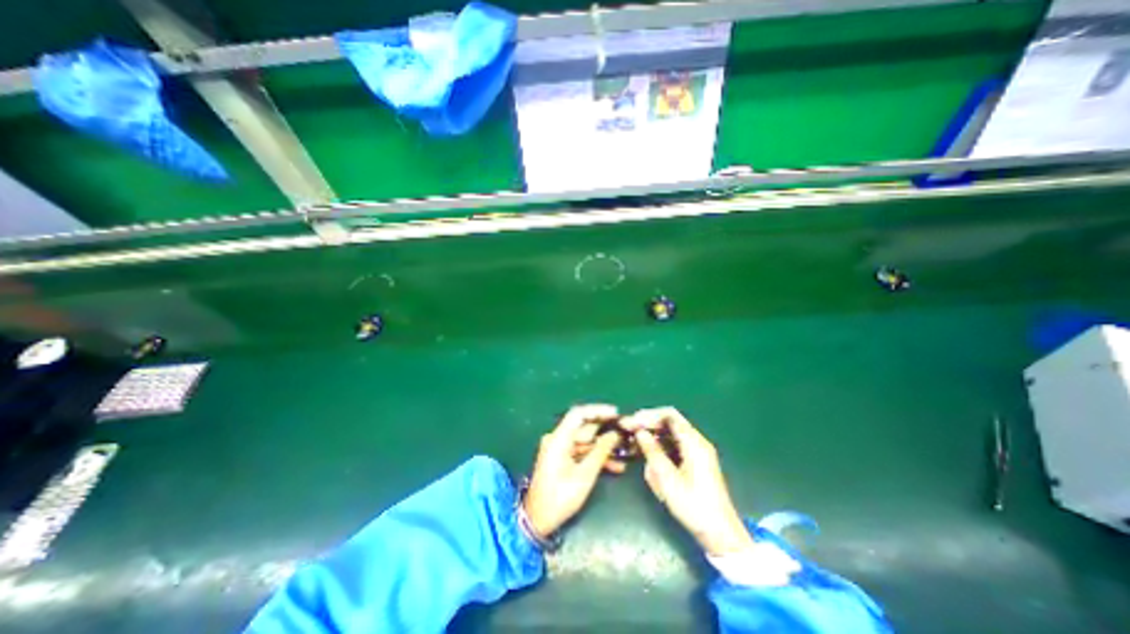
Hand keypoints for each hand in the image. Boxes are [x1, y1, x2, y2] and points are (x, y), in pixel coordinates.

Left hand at [523, 404, 620, 536]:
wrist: (537, 520)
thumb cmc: (560, 498)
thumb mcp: (584, 476)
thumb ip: (600, 452)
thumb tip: (615, 435)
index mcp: (558, 439)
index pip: (578, 414)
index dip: (598, 410)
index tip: (616, 414)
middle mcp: (557, 439)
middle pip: (584, 427)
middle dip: (605, 430)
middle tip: (625, 432)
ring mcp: (559, 449)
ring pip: (586, 441)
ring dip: (604, 447)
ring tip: (625, 451)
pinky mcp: (562, 458)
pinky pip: (581, 452)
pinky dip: (595, 456)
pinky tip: (615, 465)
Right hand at [621, 410, 752, 552]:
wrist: (720, 534)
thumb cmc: (694, 506)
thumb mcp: (668, 479)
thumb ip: (652, 452)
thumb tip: (640, 432)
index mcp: (694, 442)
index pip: (669, 415)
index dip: (649, 415)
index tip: (632, 422)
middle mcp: (697, 442)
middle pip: (669, 423)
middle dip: (649, 426)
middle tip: (629, 432)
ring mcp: (696, 452)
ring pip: (670, 436)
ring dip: (653, 440)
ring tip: (636, 448)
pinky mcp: (694, 462)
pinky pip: (674, 448)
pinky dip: (660, 450)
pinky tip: (649, 460)